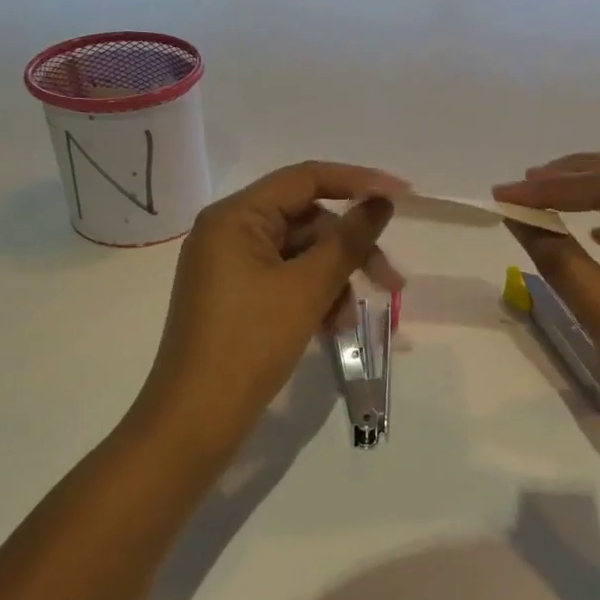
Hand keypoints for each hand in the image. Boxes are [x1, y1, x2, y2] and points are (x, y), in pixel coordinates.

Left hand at [133, 161, 406, 462]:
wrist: (196, 420)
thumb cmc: (250, 344)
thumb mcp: (308, 288)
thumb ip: (350, 240)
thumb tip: (382, 202)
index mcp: (235, 217)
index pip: (305, 178)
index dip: (358, 182)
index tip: (402, 196)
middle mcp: (229, 232)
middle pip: (307, 221)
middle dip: (350, 250)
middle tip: (391, 283)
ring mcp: (230, 266)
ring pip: (302, 255)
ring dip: (334, 281)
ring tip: (348, 321)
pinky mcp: (237, 297)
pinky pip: (286, 280)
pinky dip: (314, 297)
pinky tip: (331, 329)